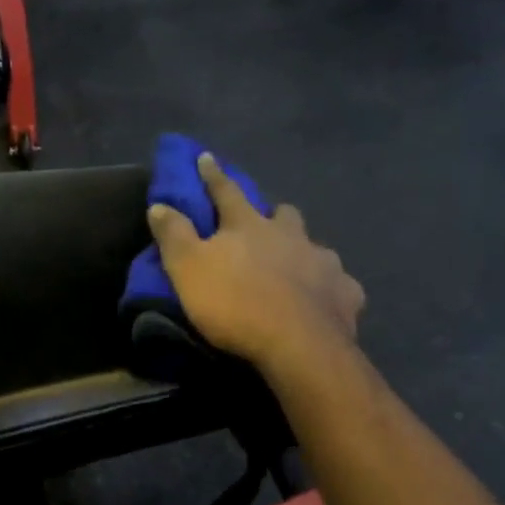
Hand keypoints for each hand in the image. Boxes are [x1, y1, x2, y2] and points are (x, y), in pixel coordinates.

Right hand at [148, 153, 364, 370]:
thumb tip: (158, 204)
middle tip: (264, 226)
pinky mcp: (346, 294)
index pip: (226, 191)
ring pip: (315, 246)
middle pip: (284, 214)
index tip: (206, 157)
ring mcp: (324, 262)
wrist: (298, 347)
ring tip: (295, 269)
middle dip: (273, 215)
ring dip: (303, 252)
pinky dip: (330, 289)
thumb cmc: (235, 304)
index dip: (213, 175)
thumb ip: (173, 235)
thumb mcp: (187, 269)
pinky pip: (340, 285)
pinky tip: (325, 301)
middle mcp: (290, 235)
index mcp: (249, 226)